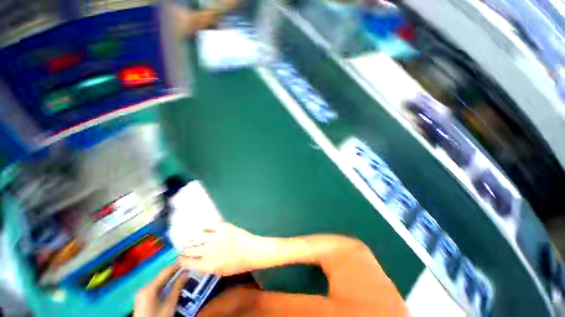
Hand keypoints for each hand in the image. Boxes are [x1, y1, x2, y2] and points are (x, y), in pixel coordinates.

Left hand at [133, 266, 187, 316]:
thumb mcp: (170, 304)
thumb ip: (177, 287)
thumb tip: (186, 273)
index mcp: (150, 288)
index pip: (166, 271)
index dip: (177, 267)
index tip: (188, 265)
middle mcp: (144, 287)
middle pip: (162, 277)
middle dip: (174, 275)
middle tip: (186, 275)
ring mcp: (142, 293)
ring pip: (159, 282)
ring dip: (169, 281)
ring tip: (180, 282)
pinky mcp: (142, 298)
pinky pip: (155, 288)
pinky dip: (164, 287)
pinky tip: (170, 290)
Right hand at [179, 222, 266, 275]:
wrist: (254, 250)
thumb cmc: (239, 264)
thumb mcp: (221, 272)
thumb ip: (206, 267)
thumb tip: (195, 261)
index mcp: (210, 265)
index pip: (188, 262)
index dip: (181, 260)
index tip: (180, 259)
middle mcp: (210, 251)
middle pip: (190, 249)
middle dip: (185, 250)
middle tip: (184, 249)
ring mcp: (217, 237)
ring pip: (197, 236)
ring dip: (193, 239)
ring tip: (194, 239)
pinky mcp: (224, 227)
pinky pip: (209, 225)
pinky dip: (205, 227)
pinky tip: (204, 229)